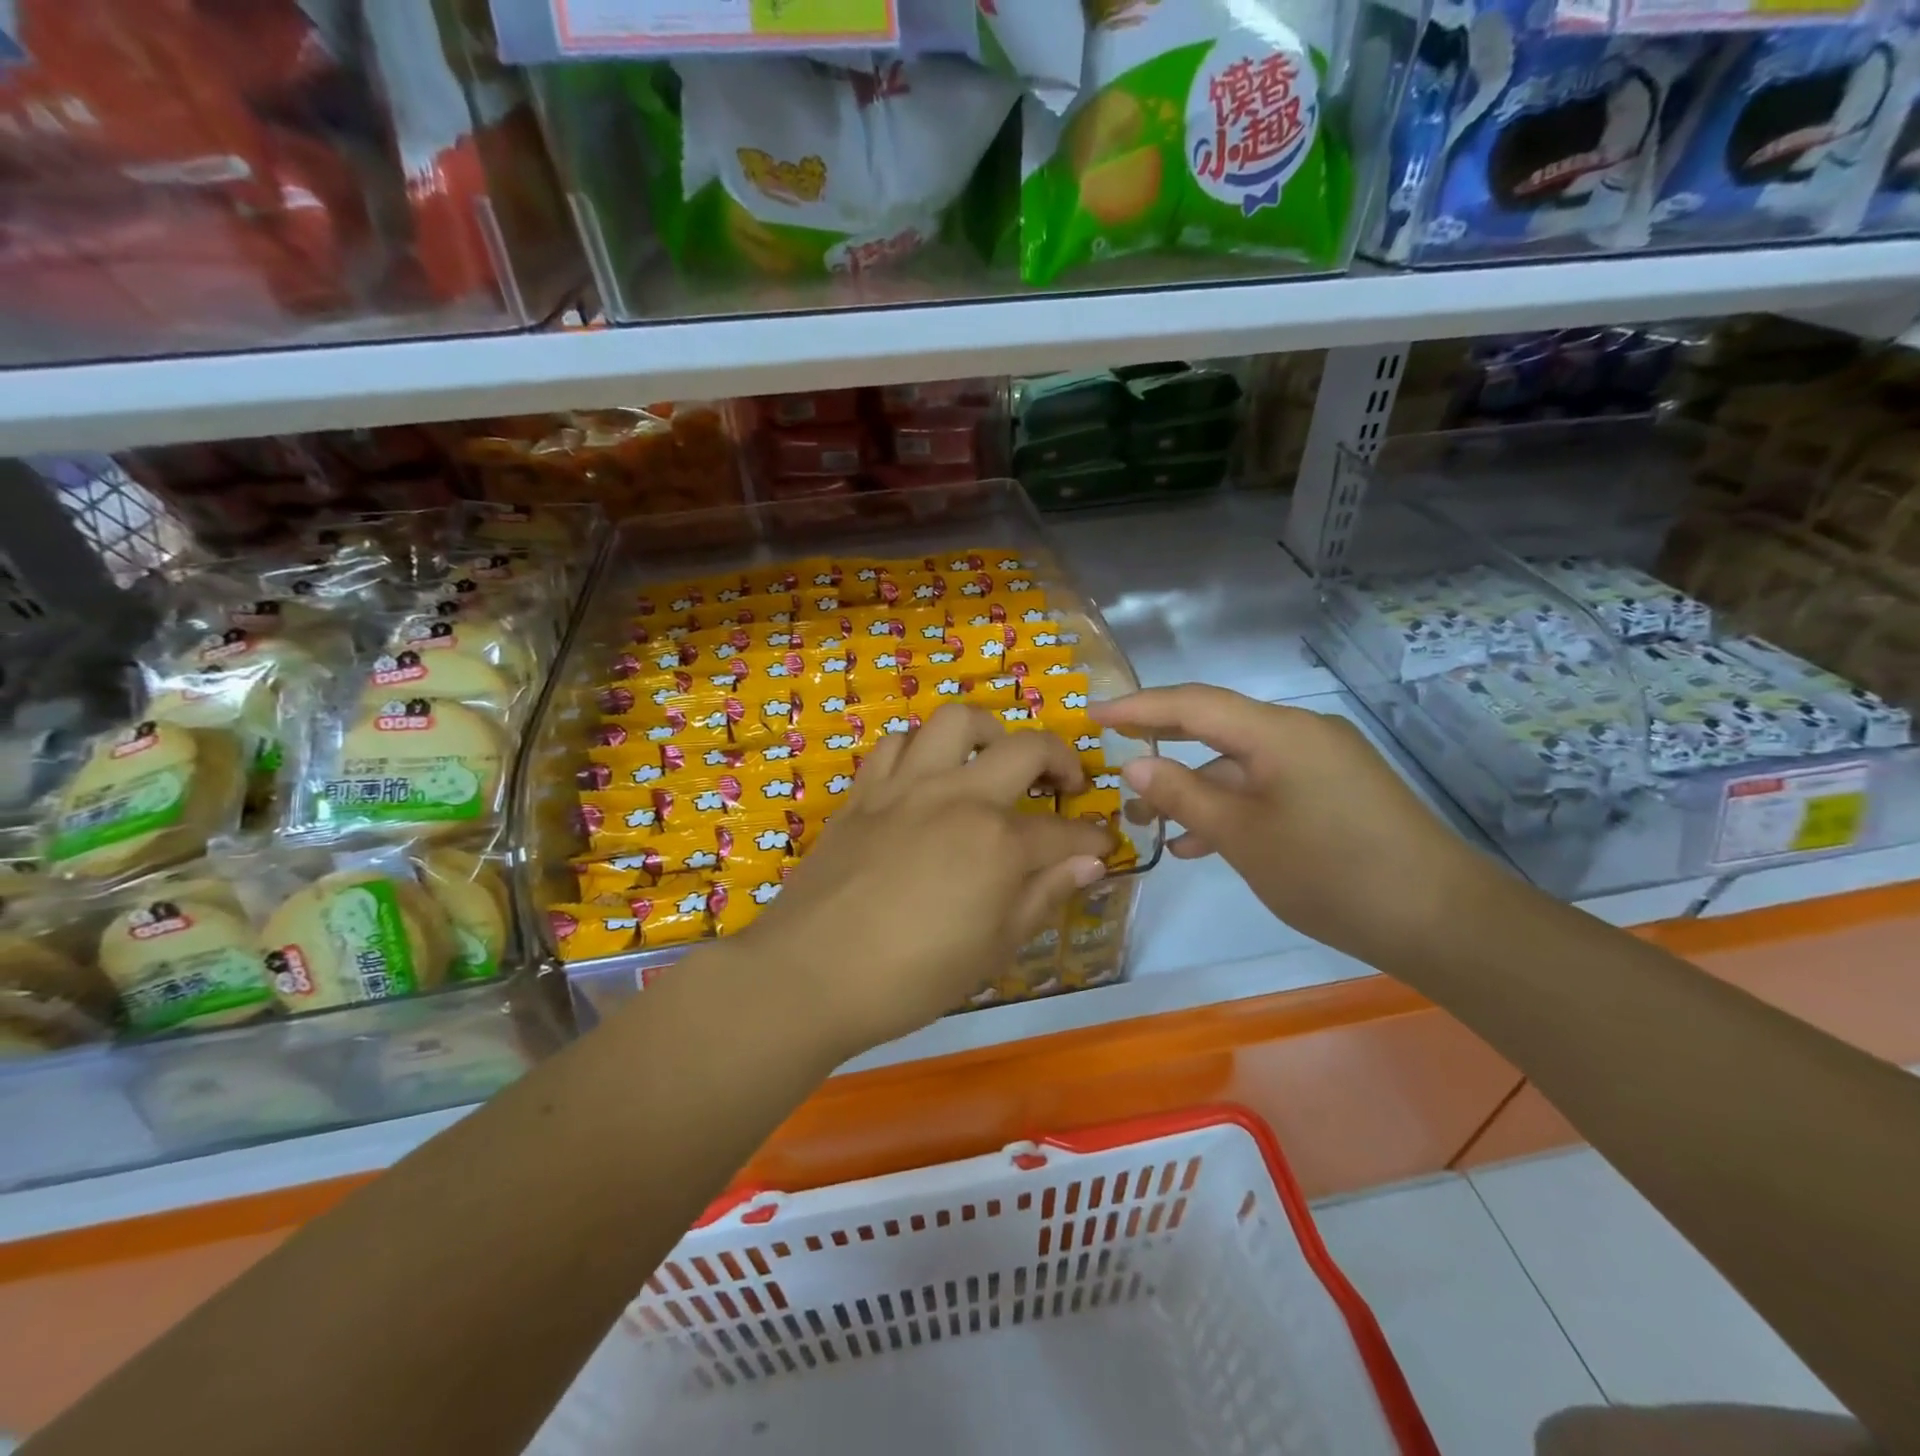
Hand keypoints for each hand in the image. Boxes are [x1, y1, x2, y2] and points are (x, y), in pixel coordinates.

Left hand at [737, 704, 1111, 1057]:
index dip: (1092, 839)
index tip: (1103, 846)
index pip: (1063, 832)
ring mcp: (906, 785)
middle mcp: (957, 796)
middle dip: (1062, 760)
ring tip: (994, 761)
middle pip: (1026, 748)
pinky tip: (927, 775)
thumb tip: (1088, 863)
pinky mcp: (865, 791)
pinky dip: (922, 748)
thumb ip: (1043, 896)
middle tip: (1066, 785)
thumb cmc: (910, 978)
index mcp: (997, 841)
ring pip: (956, 721)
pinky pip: (897, 744)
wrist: (808, 975)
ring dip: (989, 732)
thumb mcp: (993, 949)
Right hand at [1092, 685, 1500, 968]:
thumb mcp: (1242, 836)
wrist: (1442, 921)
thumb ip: (1184, 795)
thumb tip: (1135, 765)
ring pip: (1241, 762)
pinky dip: (1233, 805)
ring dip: (1197, 787)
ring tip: (1151, 821)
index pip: (1192, 703)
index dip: (1138, 706)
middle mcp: (1301, 733)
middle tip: (1115, 761)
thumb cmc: (1331, 872)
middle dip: (1163, 745)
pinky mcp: (1336, 791)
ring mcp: (1323, 762)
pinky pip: (1268, 785)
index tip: (1093, 714)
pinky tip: (1204, 843)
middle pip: (1216, 726)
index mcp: (1278, 731)